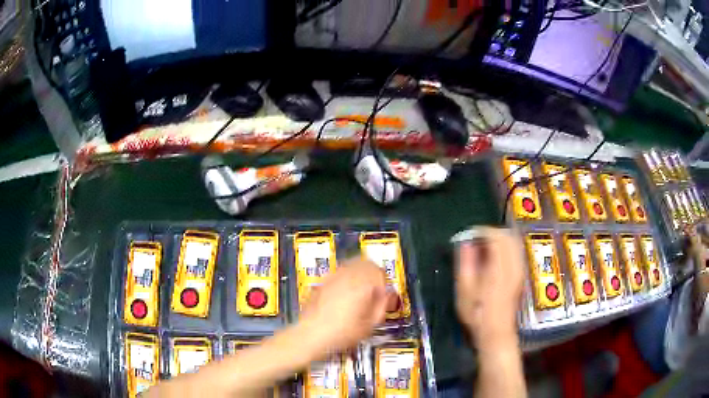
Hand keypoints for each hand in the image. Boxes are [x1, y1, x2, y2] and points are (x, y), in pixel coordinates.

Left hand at [298, 257, 389, 357]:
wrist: (313, 334)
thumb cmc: (341, 332)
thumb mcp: (370, 324)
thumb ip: (382, 306)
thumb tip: (387, 297)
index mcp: (362, 285)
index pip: (379, 272)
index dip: (385, 282)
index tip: (384, 292)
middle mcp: (347, 276)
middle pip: (365, 263)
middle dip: (373, 273)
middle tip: (376, 287)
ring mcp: (332, 277)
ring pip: (351, 264)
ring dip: (360, 273)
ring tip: (362, 289)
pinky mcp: (322, 282)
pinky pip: (338, 272)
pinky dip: (346, 277)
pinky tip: (346, 292)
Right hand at [454, 228, 523, 349]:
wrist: (496, 332)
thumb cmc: (477, 314)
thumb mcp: (464, 291)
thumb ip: (465, 263)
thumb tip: (465, 243)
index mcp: (499, 268)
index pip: (496, 236)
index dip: (481, 231)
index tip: (468, 235)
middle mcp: (514, 265)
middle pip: (508, 235)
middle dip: (491, 232)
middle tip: (475, 240)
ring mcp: (520, 270)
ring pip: (514, 241)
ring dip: (499, 239)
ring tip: (483, 247)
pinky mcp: (521, 274)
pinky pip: (516, 250)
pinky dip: (505, 247)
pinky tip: (493, 257)